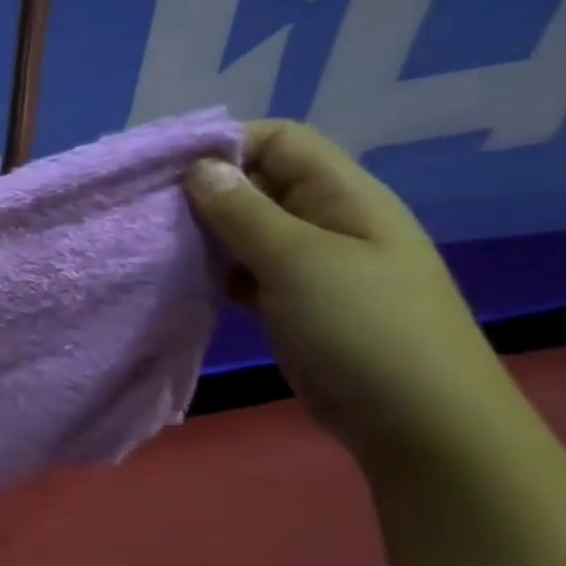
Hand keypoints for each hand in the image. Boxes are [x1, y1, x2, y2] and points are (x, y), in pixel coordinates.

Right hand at [183, 120, 509, 463]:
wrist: (418, 425)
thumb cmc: (365, 329)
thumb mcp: (299, 261)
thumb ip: (243, 211)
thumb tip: (199, 166)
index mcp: (344, 196)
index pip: (280, 140)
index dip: (226, 143)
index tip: (167, 168)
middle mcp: (327, 220)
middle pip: (258, 181)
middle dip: (203, 188)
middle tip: (148, 208)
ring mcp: (310, 263)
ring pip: (245, 227)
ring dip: (203, 231)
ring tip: (156, 242)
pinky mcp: (291, 301)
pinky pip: (243, 268)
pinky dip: (212, 268)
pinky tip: (182, 278)